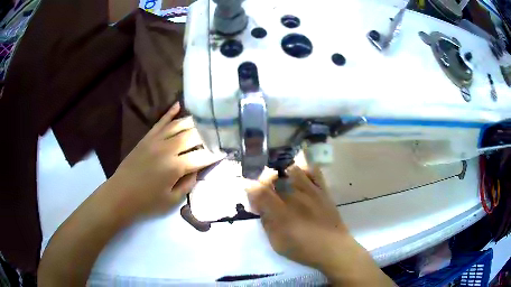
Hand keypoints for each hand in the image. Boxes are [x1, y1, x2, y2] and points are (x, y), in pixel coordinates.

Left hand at [107, 102, 222, 221]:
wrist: (120, 195)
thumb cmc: (146, 202)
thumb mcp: (171, 201)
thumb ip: (188, 184)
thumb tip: (197, 171)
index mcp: (175, 167)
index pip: (202, 157)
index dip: (215, 155)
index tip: (226, 152)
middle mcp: (167, 149)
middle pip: (193, 136)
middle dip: (208, 136)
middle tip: (218, 136)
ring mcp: (156, 140)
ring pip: (179, 125)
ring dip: (194, 123)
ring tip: (206, 121)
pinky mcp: (147, 138)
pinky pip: (160, 122)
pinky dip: (170, 113)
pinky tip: (179, 105)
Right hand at [247, 165, 394, 285]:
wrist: (334, 248)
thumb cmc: (304, 249)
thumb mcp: (277, 243)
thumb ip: (266, 223)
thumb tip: (260, 208)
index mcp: (281, 212)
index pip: (259, 190)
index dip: (251, 189)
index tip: (252, 196)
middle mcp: (294, 196)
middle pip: (273, 176)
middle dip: (265, 180)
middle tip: (266, 190)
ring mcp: (311, 190)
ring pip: (292, 169)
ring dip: (283, 172)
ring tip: (283, 181)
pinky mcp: (323, 190)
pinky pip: (313, 171)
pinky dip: (305, 169)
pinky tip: (301, 175)